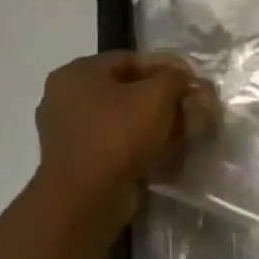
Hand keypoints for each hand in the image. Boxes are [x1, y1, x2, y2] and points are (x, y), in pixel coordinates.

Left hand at [32, 52, 216, 228]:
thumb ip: (175, 77)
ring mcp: (68, 131)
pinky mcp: (77, 160)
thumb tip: (182, 79)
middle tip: (190, 111)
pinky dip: (140, 146)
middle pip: (129, 90)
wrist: (85, 198)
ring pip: (124, 119)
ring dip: (155, 125)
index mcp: (78, 73)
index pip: (133, 60)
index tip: (192, 85)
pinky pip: (116, 143)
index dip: (168, 70)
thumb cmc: (118, 135)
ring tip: (182, 135)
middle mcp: (66, 97)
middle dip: (164, 101)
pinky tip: (164, 155)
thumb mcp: (157, 95)